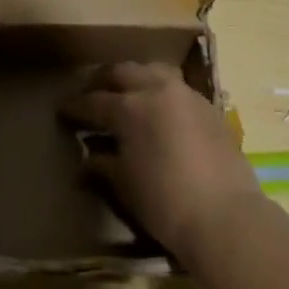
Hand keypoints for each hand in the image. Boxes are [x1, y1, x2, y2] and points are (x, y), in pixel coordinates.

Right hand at [61, 63, 262, 260]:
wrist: (225, 216)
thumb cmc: (164, 203)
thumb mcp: (125, 185)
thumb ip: (104, 165)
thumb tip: (88, 159)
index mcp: (129, 108)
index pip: (93, 102)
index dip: (75, 107)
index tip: (63, 111)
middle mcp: (157, 90)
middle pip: (123, 72)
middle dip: (104, 81)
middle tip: (92, 94)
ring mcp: (187, 96)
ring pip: (154, 71)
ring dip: (136, 78)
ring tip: (126, 94)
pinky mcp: (209, 108)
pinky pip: (177, 88)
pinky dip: (161, 92)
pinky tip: (159, 110)